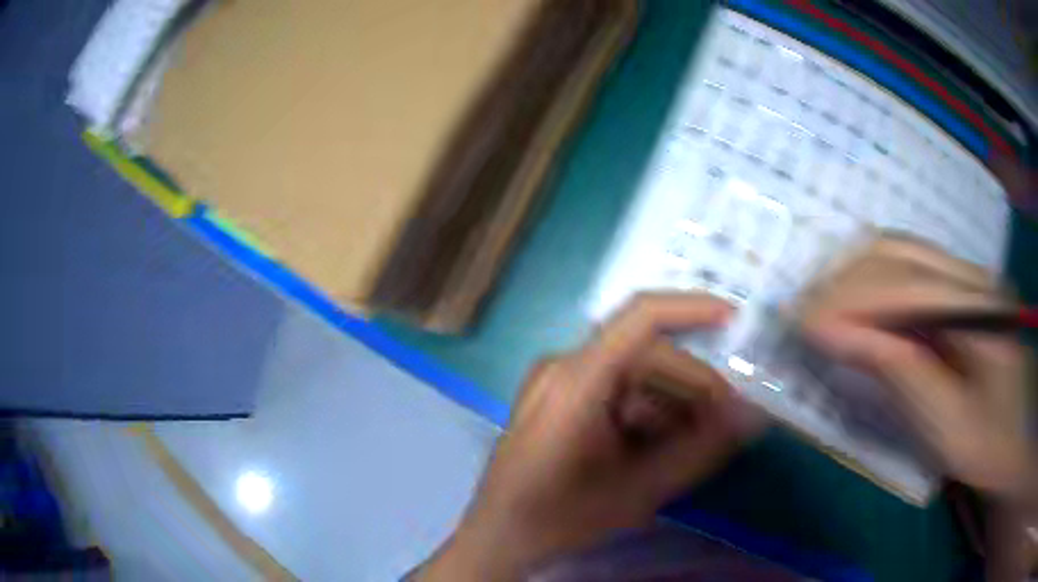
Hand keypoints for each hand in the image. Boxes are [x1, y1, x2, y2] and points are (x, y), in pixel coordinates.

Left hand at [415, 294, 756, 580]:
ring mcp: (557, 383)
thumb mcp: (637, 490)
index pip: (641, 317)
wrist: (499, 539)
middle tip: (726, 423)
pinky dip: (647, 414)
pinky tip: (662, 447)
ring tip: (698, 442)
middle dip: (693, 386)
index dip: (693, 308)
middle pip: (646, 356)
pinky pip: (615, 393)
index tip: (737, 321)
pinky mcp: (558, 401)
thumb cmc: (558, 518)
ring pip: (634, 377)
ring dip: (672, 404)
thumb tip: (750, 416)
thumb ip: (699, 450)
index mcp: (577, 379)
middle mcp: (564, 368)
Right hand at [800, 235, 1032, 497]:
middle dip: (843, 281)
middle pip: (897, 253)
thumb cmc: (985, 444)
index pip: (906, 285)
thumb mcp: (947, 425)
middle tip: (800, 317)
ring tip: (817, 308)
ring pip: (896, 249)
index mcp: (979, 308)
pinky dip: (866, 278)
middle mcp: (971, 273)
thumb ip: (900, 372)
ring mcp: (964, 274)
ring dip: (850, 274)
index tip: (801, 325)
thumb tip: (838, 336)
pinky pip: (903, 264)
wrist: (1013, 437)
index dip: (851, 300)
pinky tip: (849, 302)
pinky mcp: (955, 285)